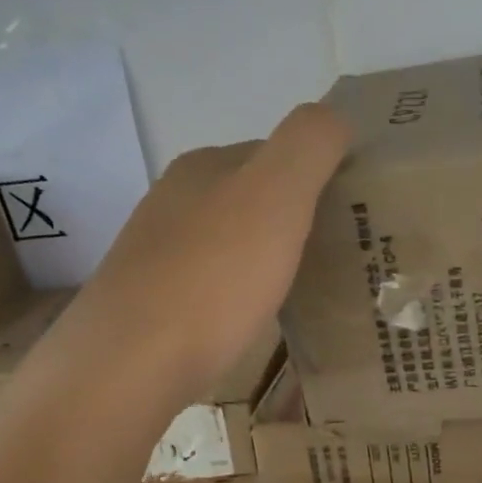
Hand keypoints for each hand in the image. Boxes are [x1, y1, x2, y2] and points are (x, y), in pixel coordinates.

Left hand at [70, 104, 349, 406]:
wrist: (130, 365)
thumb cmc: (213, 276)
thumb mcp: (277, 193)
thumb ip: (310, 143)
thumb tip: (334, 117)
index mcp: (204, 167)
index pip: (275, 153)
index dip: (318, 177)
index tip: (352, 216)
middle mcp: (173, 200)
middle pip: (251, 200)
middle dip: (293, 221)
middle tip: (336, 258)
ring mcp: (156, 254)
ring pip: (229, 244)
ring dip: (265, 259)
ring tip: (301, 293)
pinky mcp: (149, 304)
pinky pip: (210, 286)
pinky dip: (238, 295)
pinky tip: (250, 322)